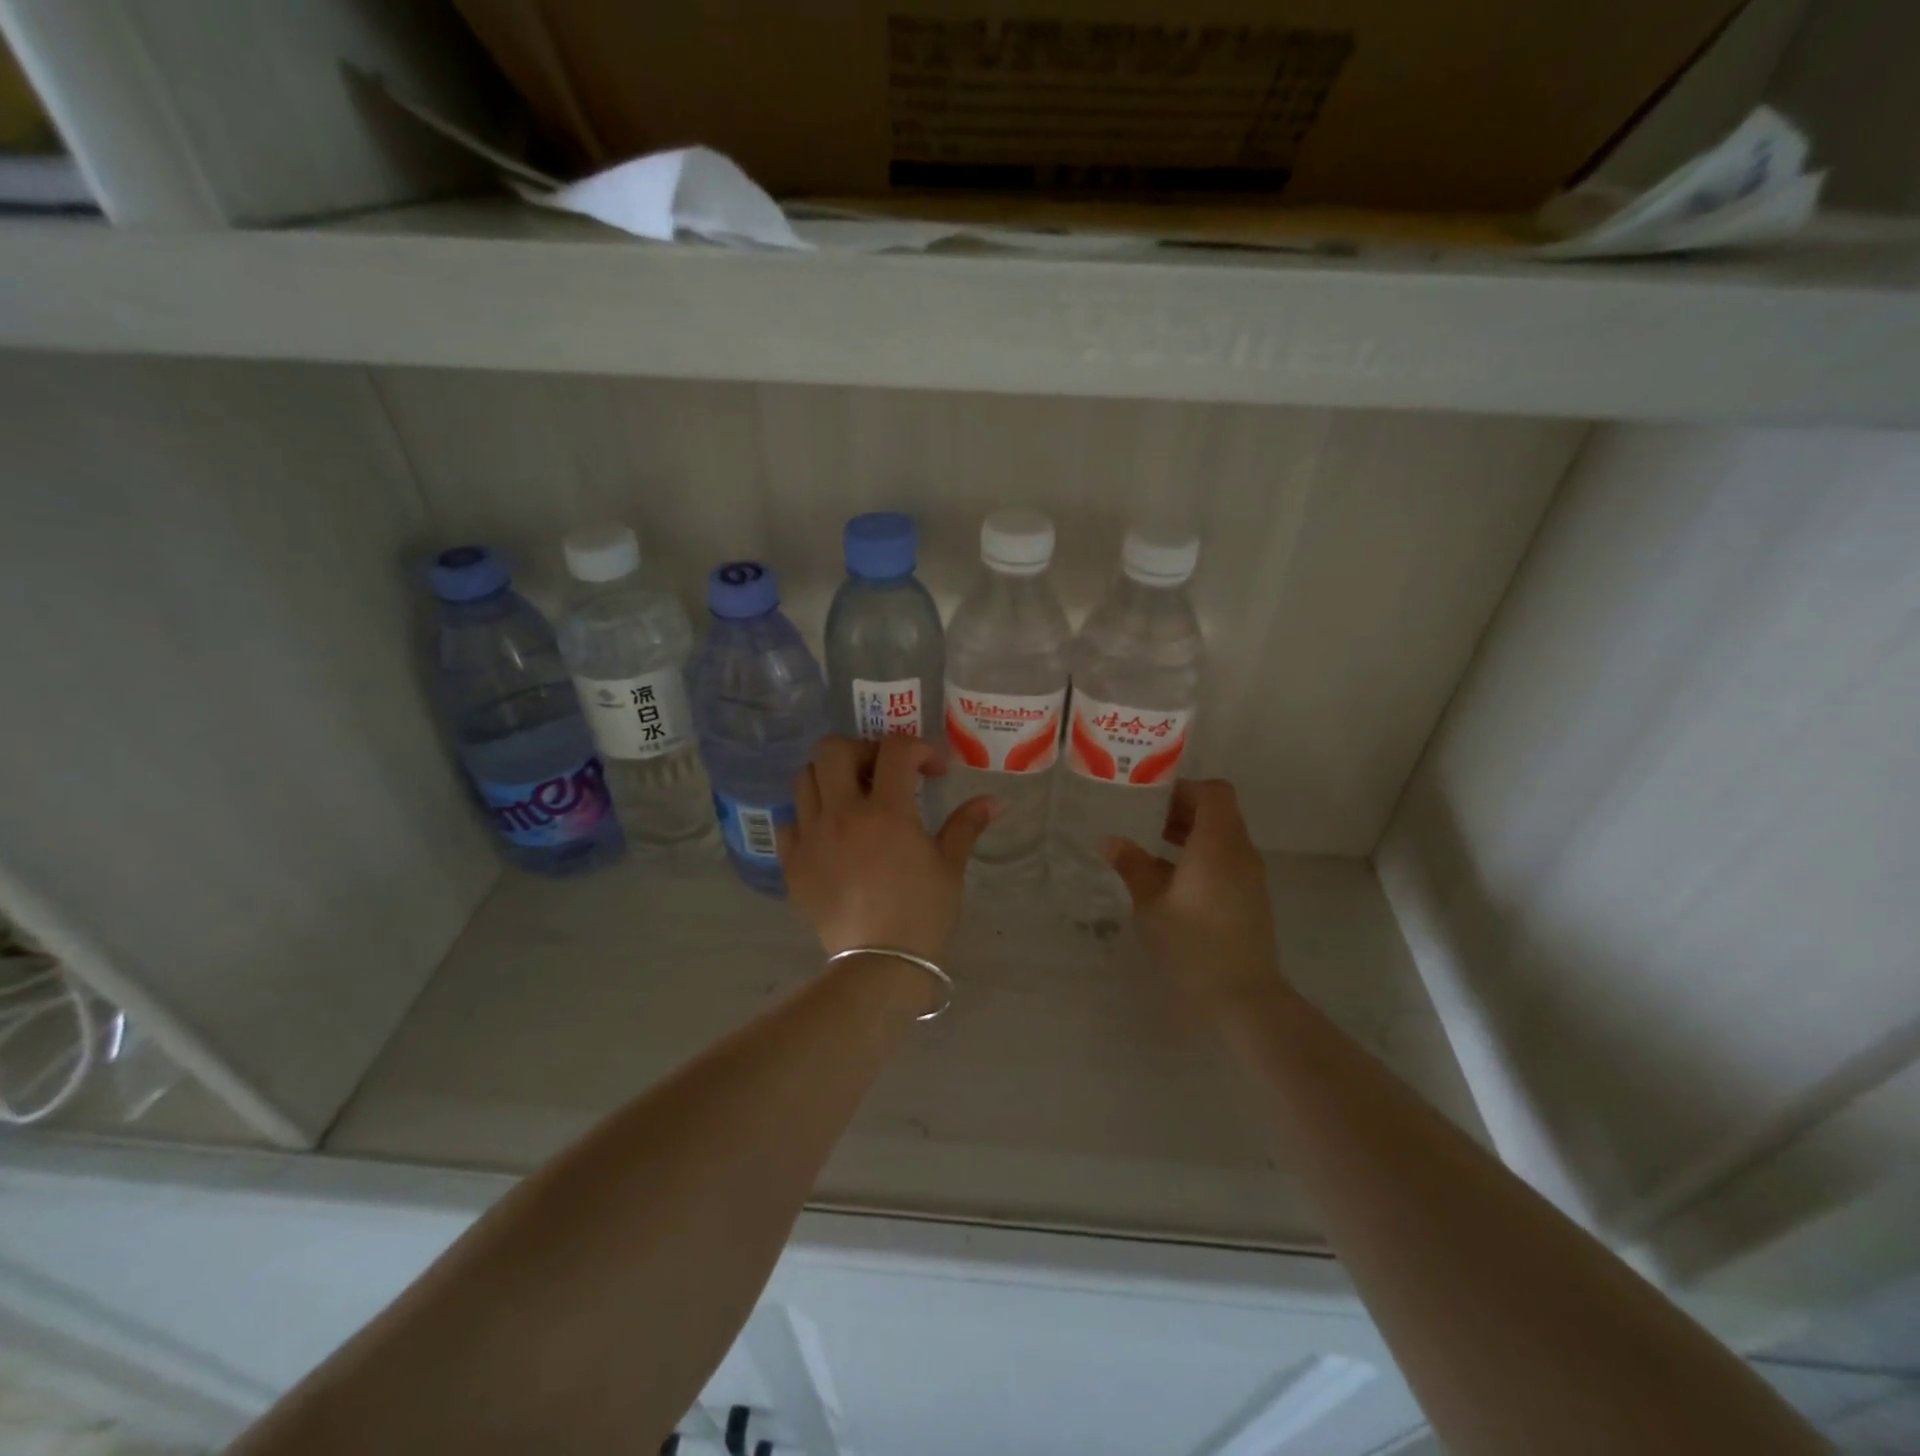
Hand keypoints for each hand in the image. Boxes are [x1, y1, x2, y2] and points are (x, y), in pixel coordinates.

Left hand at [780, 735, 996, 960]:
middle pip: (833, 750)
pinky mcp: (792, 864)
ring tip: (851, 798)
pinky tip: (827, 833)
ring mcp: (811, 837)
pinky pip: (789, 823)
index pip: (894, 750)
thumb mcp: (949, 866)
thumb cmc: (922, 913)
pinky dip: (807, 817)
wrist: (879, 966)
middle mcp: (841, 814)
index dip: (917, 749)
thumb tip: (993, 801)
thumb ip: (966, 825)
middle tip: (882, 773)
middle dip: (861, 750)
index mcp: (885, 811)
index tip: (932, 771)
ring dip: (830, 777)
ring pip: (805, 779)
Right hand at [1103, 779, 1282, 1006]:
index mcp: (1217, 844)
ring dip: (1191, 834)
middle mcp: (1239, 852)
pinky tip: (1170, 878)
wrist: (1244, 999)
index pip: (1214, 792)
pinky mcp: (1249, 898)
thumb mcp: (1151, 905)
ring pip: (1222, 837)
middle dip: (1183, 809)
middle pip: (1218, 812)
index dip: (1184, 788)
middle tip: (1144, 818)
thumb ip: (1133, 867)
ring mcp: (1249, 877)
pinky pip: (1225, 860)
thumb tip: (1111, 841)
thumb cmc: (1192, 945)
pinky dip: (1201, 856)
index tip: (1151, 796)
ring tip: (1152, 845)